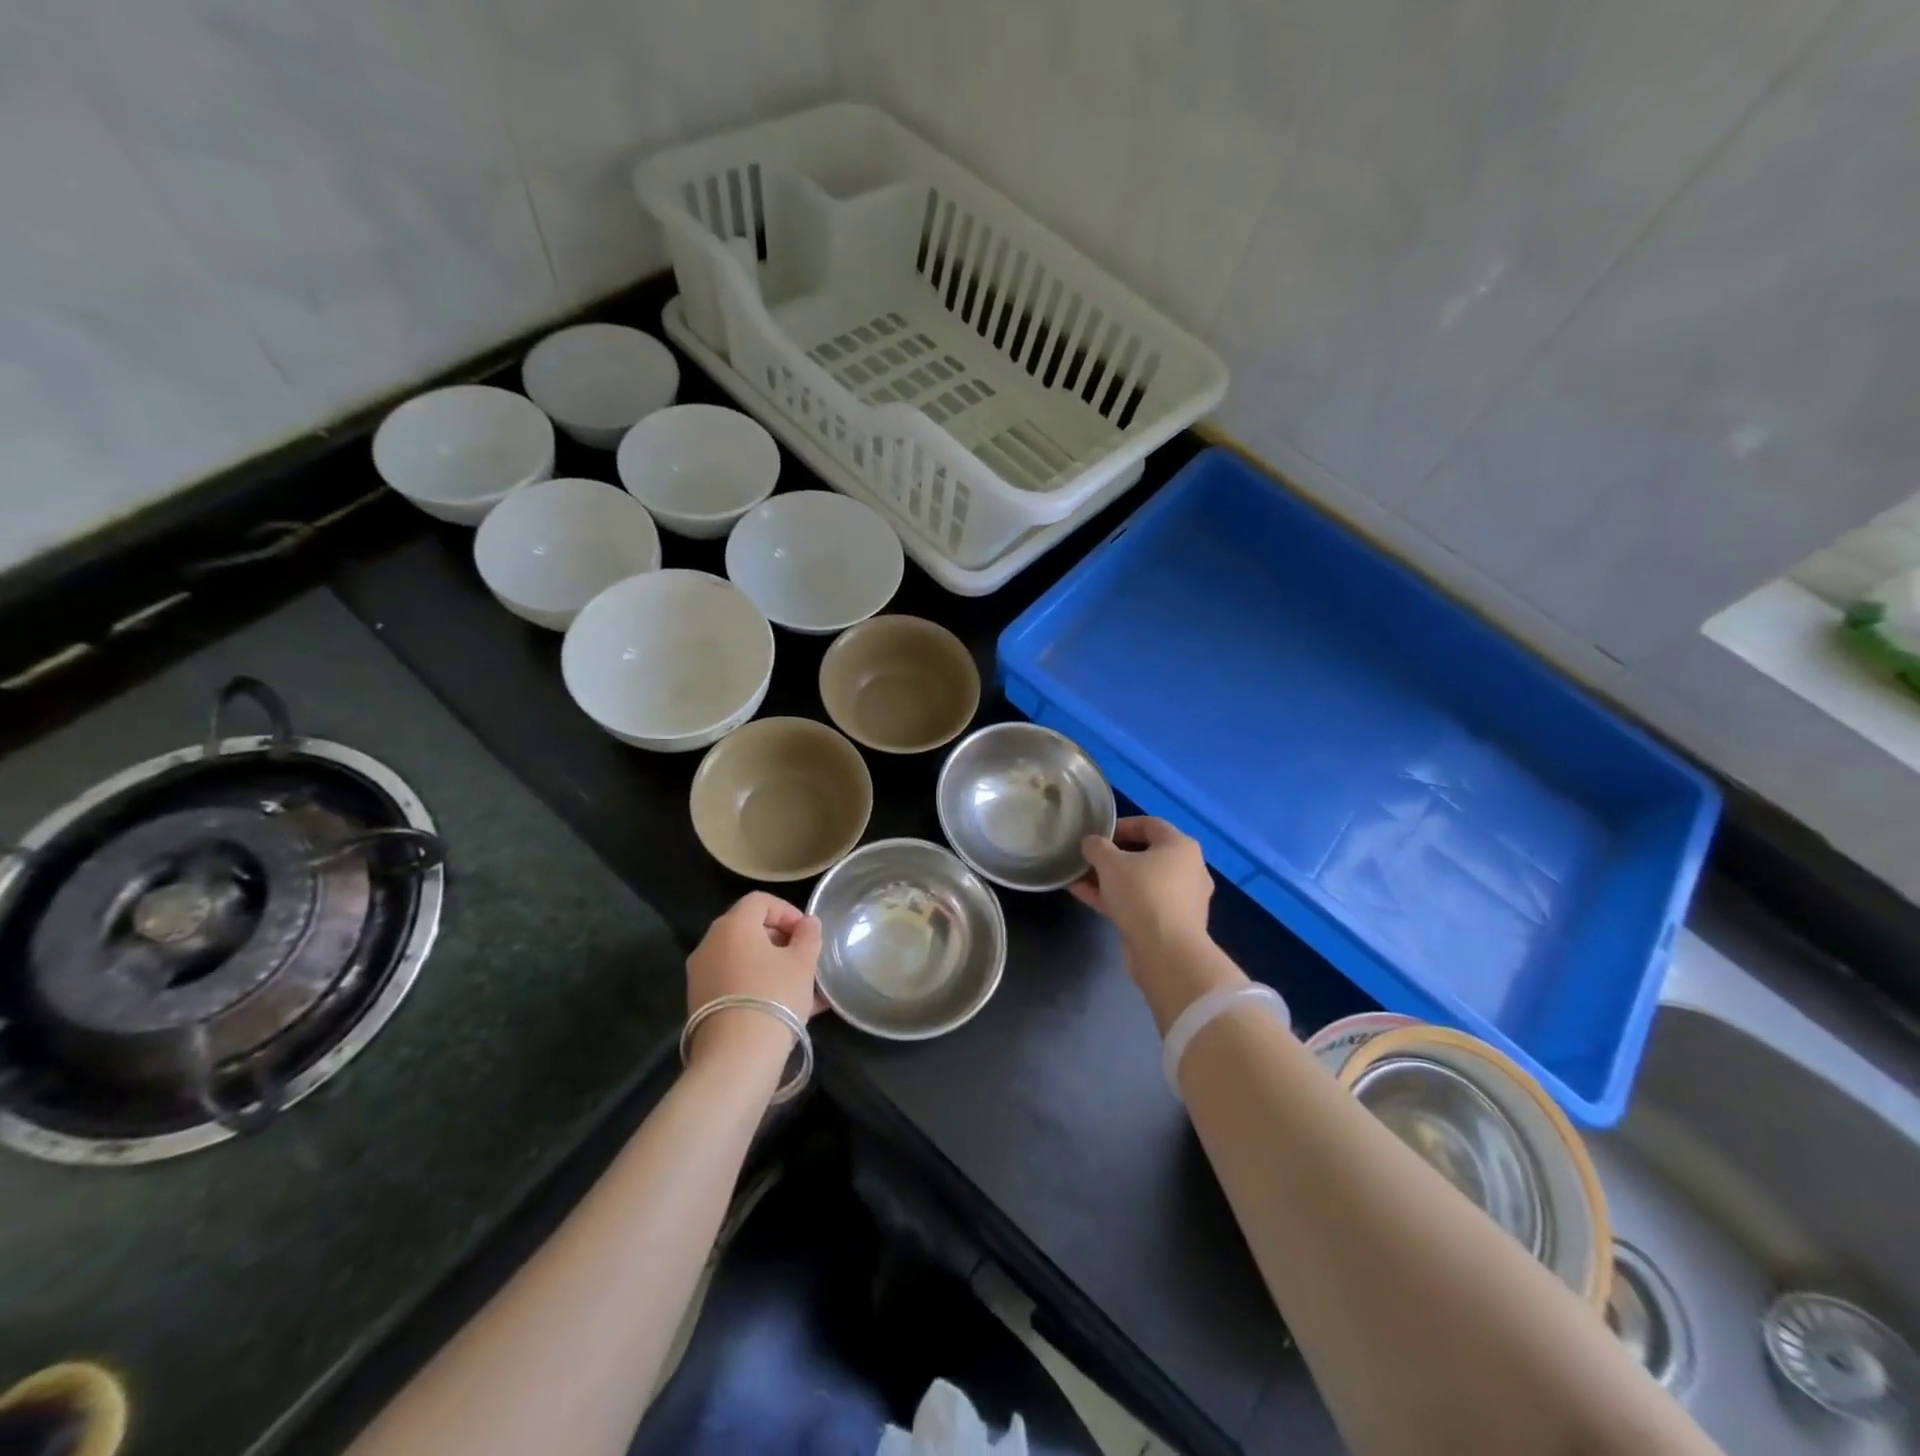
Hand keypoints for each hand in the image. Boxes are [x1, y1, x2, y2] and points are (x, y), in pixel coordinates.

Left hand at [685, 892, 822, 1064]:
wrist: (736, 1057)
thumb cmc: (774, 997)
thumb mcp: (803, 963)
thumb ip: (808, 936)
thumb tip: (807, 923)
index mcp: (733, 925)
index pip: (760, 901)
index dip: (788, 911)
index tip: (807, 933)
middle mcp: (710, 944)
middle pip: (747, 928)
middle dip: (779, 939)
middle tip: (803, 958)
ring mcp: (700, 974)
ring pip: (741, 958)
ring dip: (769, 964)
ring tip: (797, 986)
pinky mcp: (699, 1002)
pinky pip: (733, 981)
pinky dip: (755, 984)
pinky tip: (781, 1006)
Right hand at [1073, 817, 1213, 958]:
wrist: (1166, 953)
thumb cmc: (1142, 894)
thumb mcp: (1110, 863)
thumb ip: (1097, 846)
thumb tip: (1091, 843)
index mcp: (1181, 847)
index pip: (1150, 824)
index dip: (1121, 825)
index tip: (1097, 833)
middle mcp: (1187, 870)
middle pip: (1145, 855)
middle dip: (1112, 856)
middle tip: (1088, 857)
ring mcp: (1180, 900)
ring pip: (1139, 882)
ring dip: (1109, 879)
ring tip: (1078, 877)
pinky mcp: (1169, 925)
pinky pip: (1138, 903)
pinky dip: (1115, 898)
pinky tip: (1084, 896)